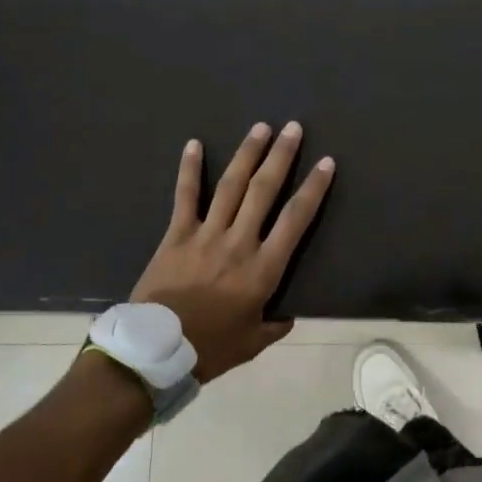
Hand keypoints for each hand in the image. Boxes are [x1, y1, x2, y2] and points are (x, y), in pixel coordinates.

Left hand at [130, 122, 334, 383]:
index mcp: (263, 269)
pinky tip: (194, 144)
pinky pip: (185, 197)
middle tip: (293, 128)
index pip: (296, 219)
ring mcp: (206, 235)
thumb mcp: (252, 343)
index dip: (313, 188)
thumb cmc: (209, 349)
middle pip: (264, 191)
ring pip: (231, 186)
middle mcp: (239, 243)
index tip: (326, 163)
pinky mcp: (176, 235)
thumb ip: (274, 326)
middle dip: (281, 156)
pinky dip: (190, 169)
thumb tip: (288, 316)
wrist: (155, 353)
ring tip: (260, 127)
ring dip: (247, 154)